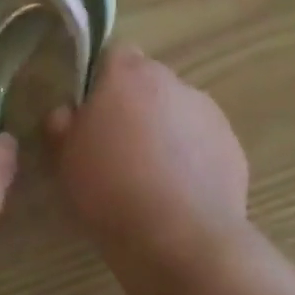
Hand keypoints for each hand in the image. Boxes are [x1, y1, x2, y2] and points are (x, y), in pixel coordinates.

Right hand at [45, 47, 248, 268]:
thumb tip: (66, 112)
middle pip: (149, 82)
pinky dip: (193, 157)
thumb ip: (62, 127)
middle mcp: (171, 82)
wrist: (181, 240)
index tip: (93, 111)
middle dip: (136, 105)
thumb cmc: (110, 191)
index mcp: (127, 75)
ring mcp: (207, 112)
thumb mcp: (65, 162)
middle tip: (119, 147)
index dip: (103, 79)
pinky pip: (203, 142)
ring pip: (178, 110)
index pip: (114, 54)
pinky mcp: (232, 145)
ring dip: (166, 130)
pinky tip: (181, 194)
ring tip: (152, 176)